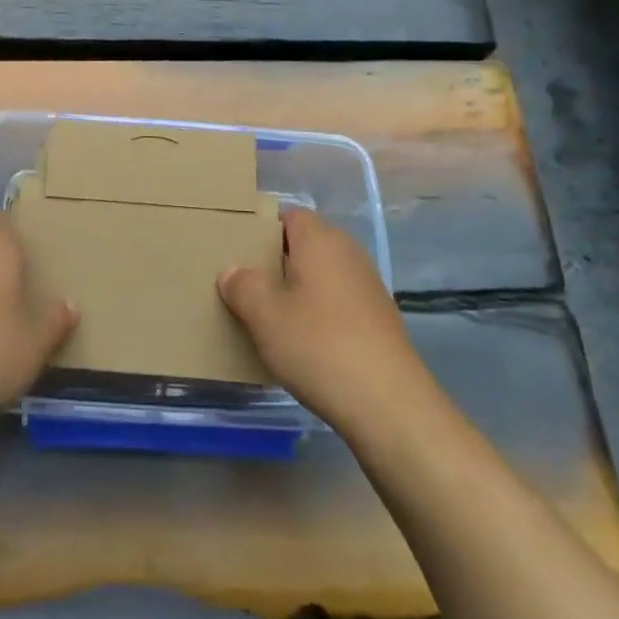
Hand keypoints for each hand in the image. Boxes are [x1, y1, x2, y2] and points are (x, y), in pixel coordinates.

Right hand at [218, 208, 432, 435]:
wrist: (388, 403)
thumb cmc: (319, 345)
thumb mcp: (265, 316)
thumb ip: (242, 286)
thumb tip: (231, 271)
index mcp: (320, 239)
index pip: (288, 215)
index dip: (262, 228)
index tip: (238, 250)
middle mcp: (347, 252)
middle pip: (305, 245)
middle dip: (276, 261)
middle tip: (245, 285)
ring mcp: (367, 285)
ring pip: (321, 275)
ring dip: (296, 290)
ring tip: (268, 316)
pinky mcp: (378, 318)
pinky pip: (337, 301)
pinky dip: (318, 312)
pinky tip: (302, 341)